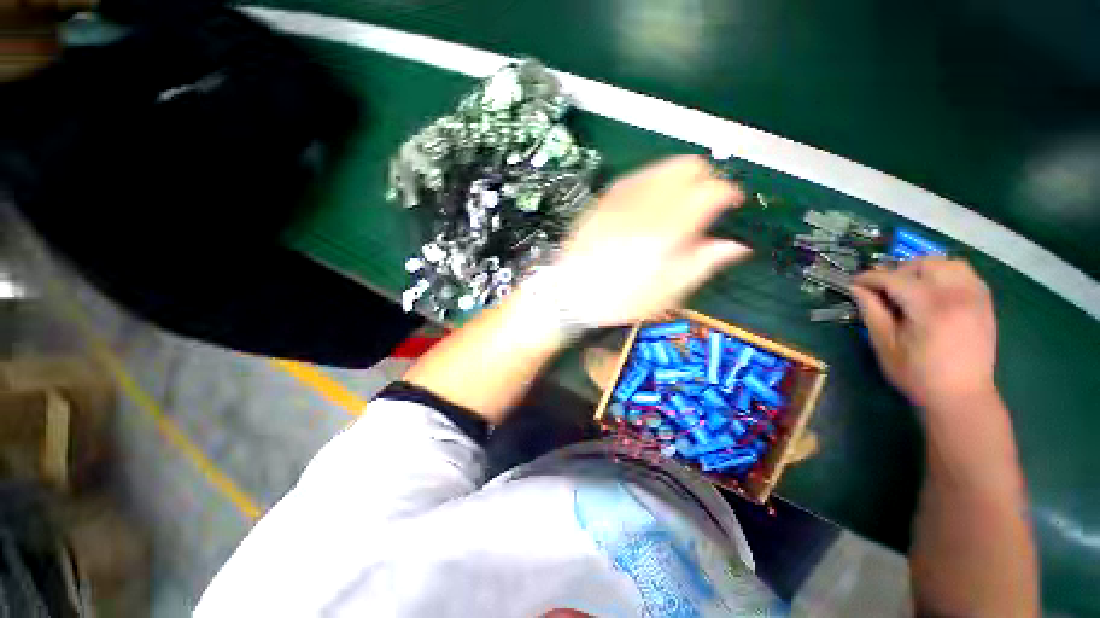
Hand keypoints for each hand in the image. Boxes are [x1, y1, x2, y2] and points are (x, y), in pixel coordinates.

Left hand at [549, 156, 750, 326]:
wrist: (569, 294)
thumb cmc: (620, 299)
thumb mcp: (667, 292)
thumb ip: (704, 263)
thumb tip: (736, 246)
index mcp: (668, 229)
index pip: (713, 191)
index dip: (730, 193)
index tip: (732, 205)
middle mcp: (647, 204)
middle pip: (690, 166)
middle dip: (706, 179)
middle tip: (706, 202)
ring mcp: (622, 198)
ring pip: (663, 166)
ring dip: (680, 177)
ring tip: (679, 201)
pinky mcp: (604, 199)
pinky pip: (636, 176)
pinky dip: (653, 181)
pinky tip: (650, 201)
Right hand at [851, 258, 997, 408]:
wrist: (962, 396)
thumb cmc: (918, 375)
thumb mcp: (886, 346)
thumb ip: (872, 312)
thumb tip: (857, 289)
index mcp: (931, 308)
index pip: (896, 279)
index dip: (871, 278)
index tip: (854, 282)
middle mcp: (958, 295)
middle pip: (925, 264)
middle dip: (899, 271)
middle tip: (884, 289)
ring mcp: (976, 297)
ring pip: (949, 263)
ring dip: (925, 269)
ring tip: (911, 287)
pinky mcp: (984, 303)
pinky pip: (966, 274)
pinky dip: (946, 275)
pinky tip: (935, 292)